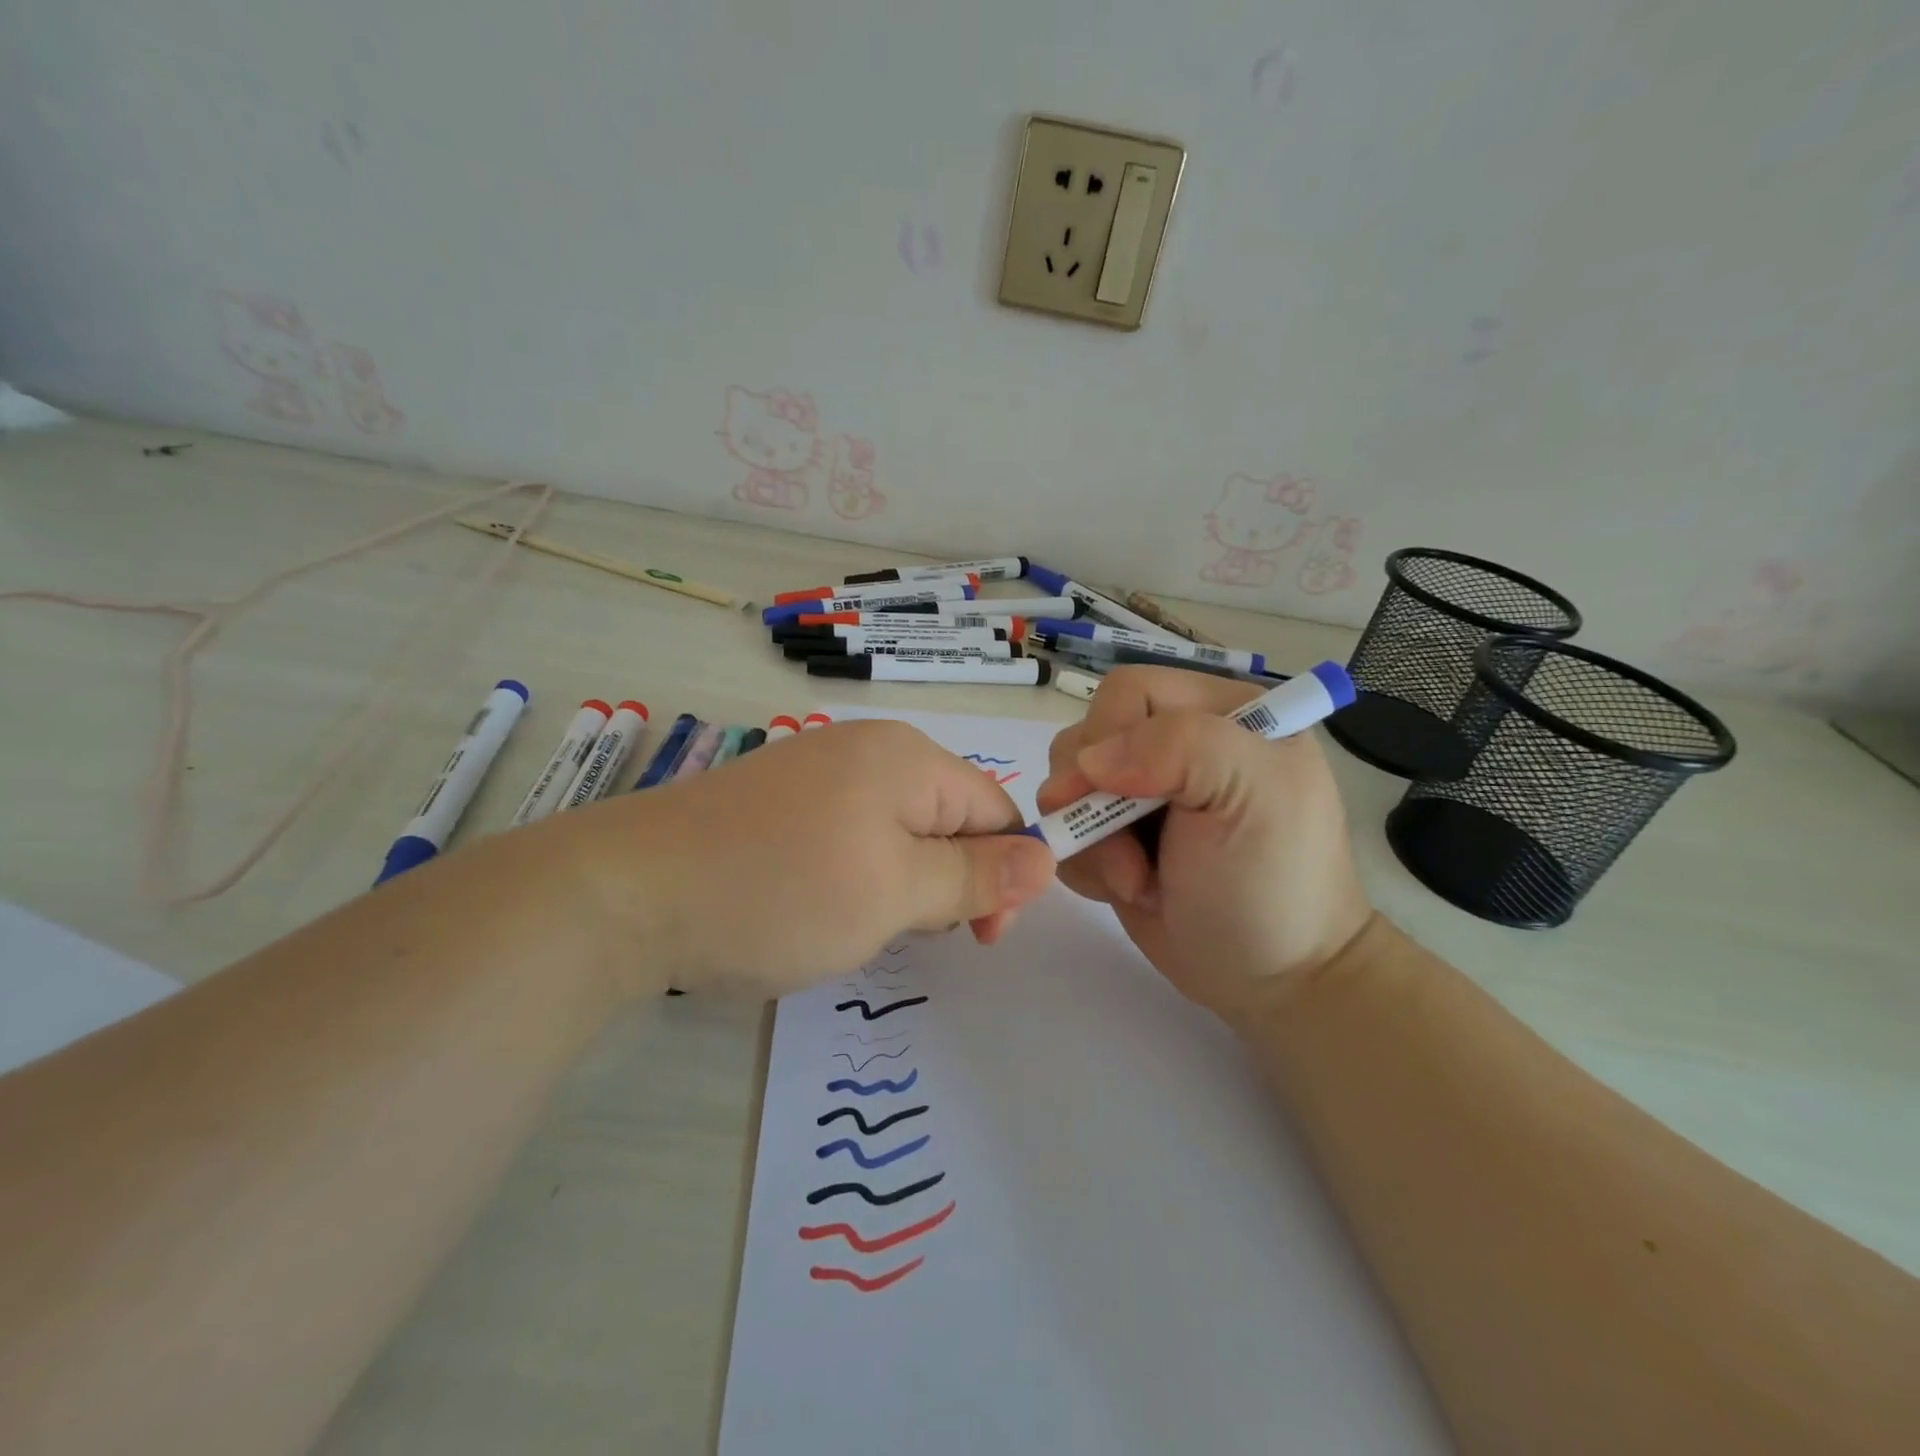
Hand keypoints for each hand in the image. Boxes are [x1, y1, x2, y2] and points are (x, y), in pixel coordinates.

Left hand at [567, 719, 1056, 997]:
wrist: (627, 893)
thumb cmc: (781, 891)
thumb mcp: (896, 892)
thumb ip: (976, 876)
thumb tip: (1047, 859)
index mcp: (907, 756)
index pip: (995, 808)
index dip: (1003, 874)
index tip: (979, 939)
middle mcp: (866, 749)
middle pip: (947, 816)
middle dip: (949, 880)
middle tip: (908, 933)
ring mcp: (816, 771)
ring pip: (898, 830)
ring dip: (902, 883)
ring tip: (859, 923)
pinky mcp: (779, 802)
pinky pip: (850, 833)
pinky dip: (856, 874)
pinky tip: (820, 905)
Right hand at [1035, 667, 1373, 1020]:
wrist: (1274, 981)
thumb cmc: (1273, 885)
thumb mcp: (1253, 796)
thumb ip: (1181, 746)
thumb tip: (1090, 762)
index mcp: (1219, 713)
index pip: (1129, 692)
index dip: (1110, 738)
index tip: (1124, 797)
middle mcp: (1176, 745)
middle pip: (1087, 738)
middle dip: (1094, 801)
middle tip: (1131, 855)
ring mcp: (1142, 794)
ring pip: (1067, 786)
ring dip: (1089, 839)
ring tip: (1136, 880)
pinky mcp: (1117, 838)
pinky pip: (1066, 831)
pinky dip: (1083, 864)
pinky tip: (1127, 890)